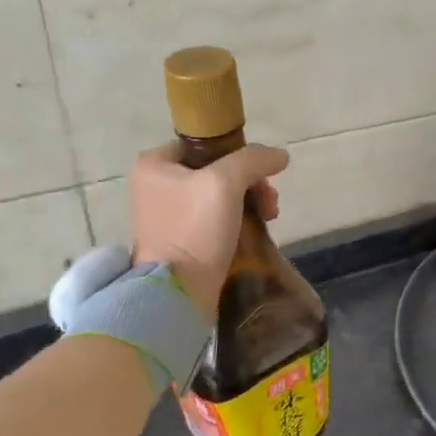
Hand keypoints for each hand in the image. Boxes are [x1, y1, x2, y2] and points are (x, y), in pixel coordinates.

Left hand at [127, 140, 287, 320]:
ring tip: (268, 218)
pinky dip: (238, 220)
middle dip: (250, 183)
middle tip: (269, 201)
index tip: (259, 174)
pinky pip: (216, 219)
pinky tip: (255, 230)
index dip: (237, 154)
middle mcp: (155, 186)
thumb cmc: (195, 230)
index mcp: (155, 165)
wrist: (179, 292)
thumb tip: (280, 156)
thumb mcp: (226, 183)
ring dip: (250, 201)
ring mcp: (167, 215)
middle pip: (217, 170)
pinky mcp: (181, 240)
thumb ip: (253, 160)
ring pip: (221, 195)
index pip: (205, 144)